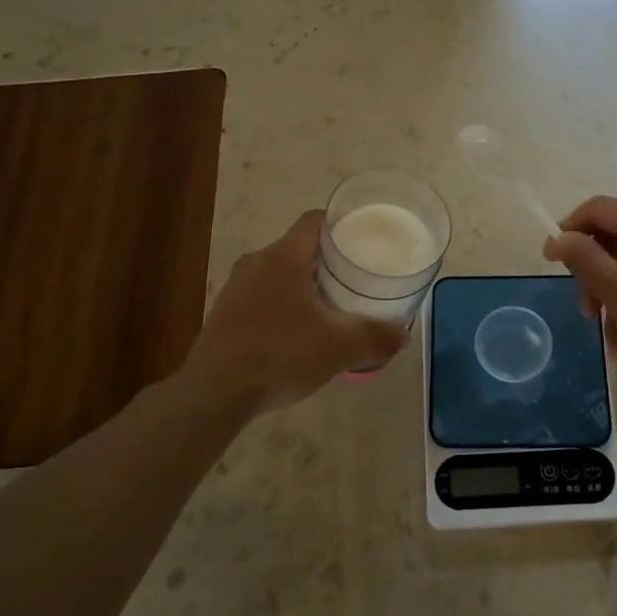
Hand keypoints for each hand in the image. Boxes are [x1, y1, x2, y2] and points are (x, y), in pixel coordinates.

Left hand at [186, 211, 407, 416]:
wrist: (214, 394)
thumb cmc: (279, 355)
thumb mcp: (338, 348)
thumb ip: (375, 338)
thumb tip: (403, 336)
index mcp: (283, 257)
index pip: (314, 220)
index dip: (342, 223)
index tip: (366, 237)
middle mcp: (256, 263)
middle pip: (300, 247)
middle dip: (330, 259)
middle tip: (358, 275)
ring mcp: (236, 288)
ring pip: (281, 273)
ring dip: (307, 284)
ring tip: (335, 305)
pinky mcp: (225, 313)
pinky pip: (265, 295)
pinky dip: (287, 303)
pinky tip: (301, 332)